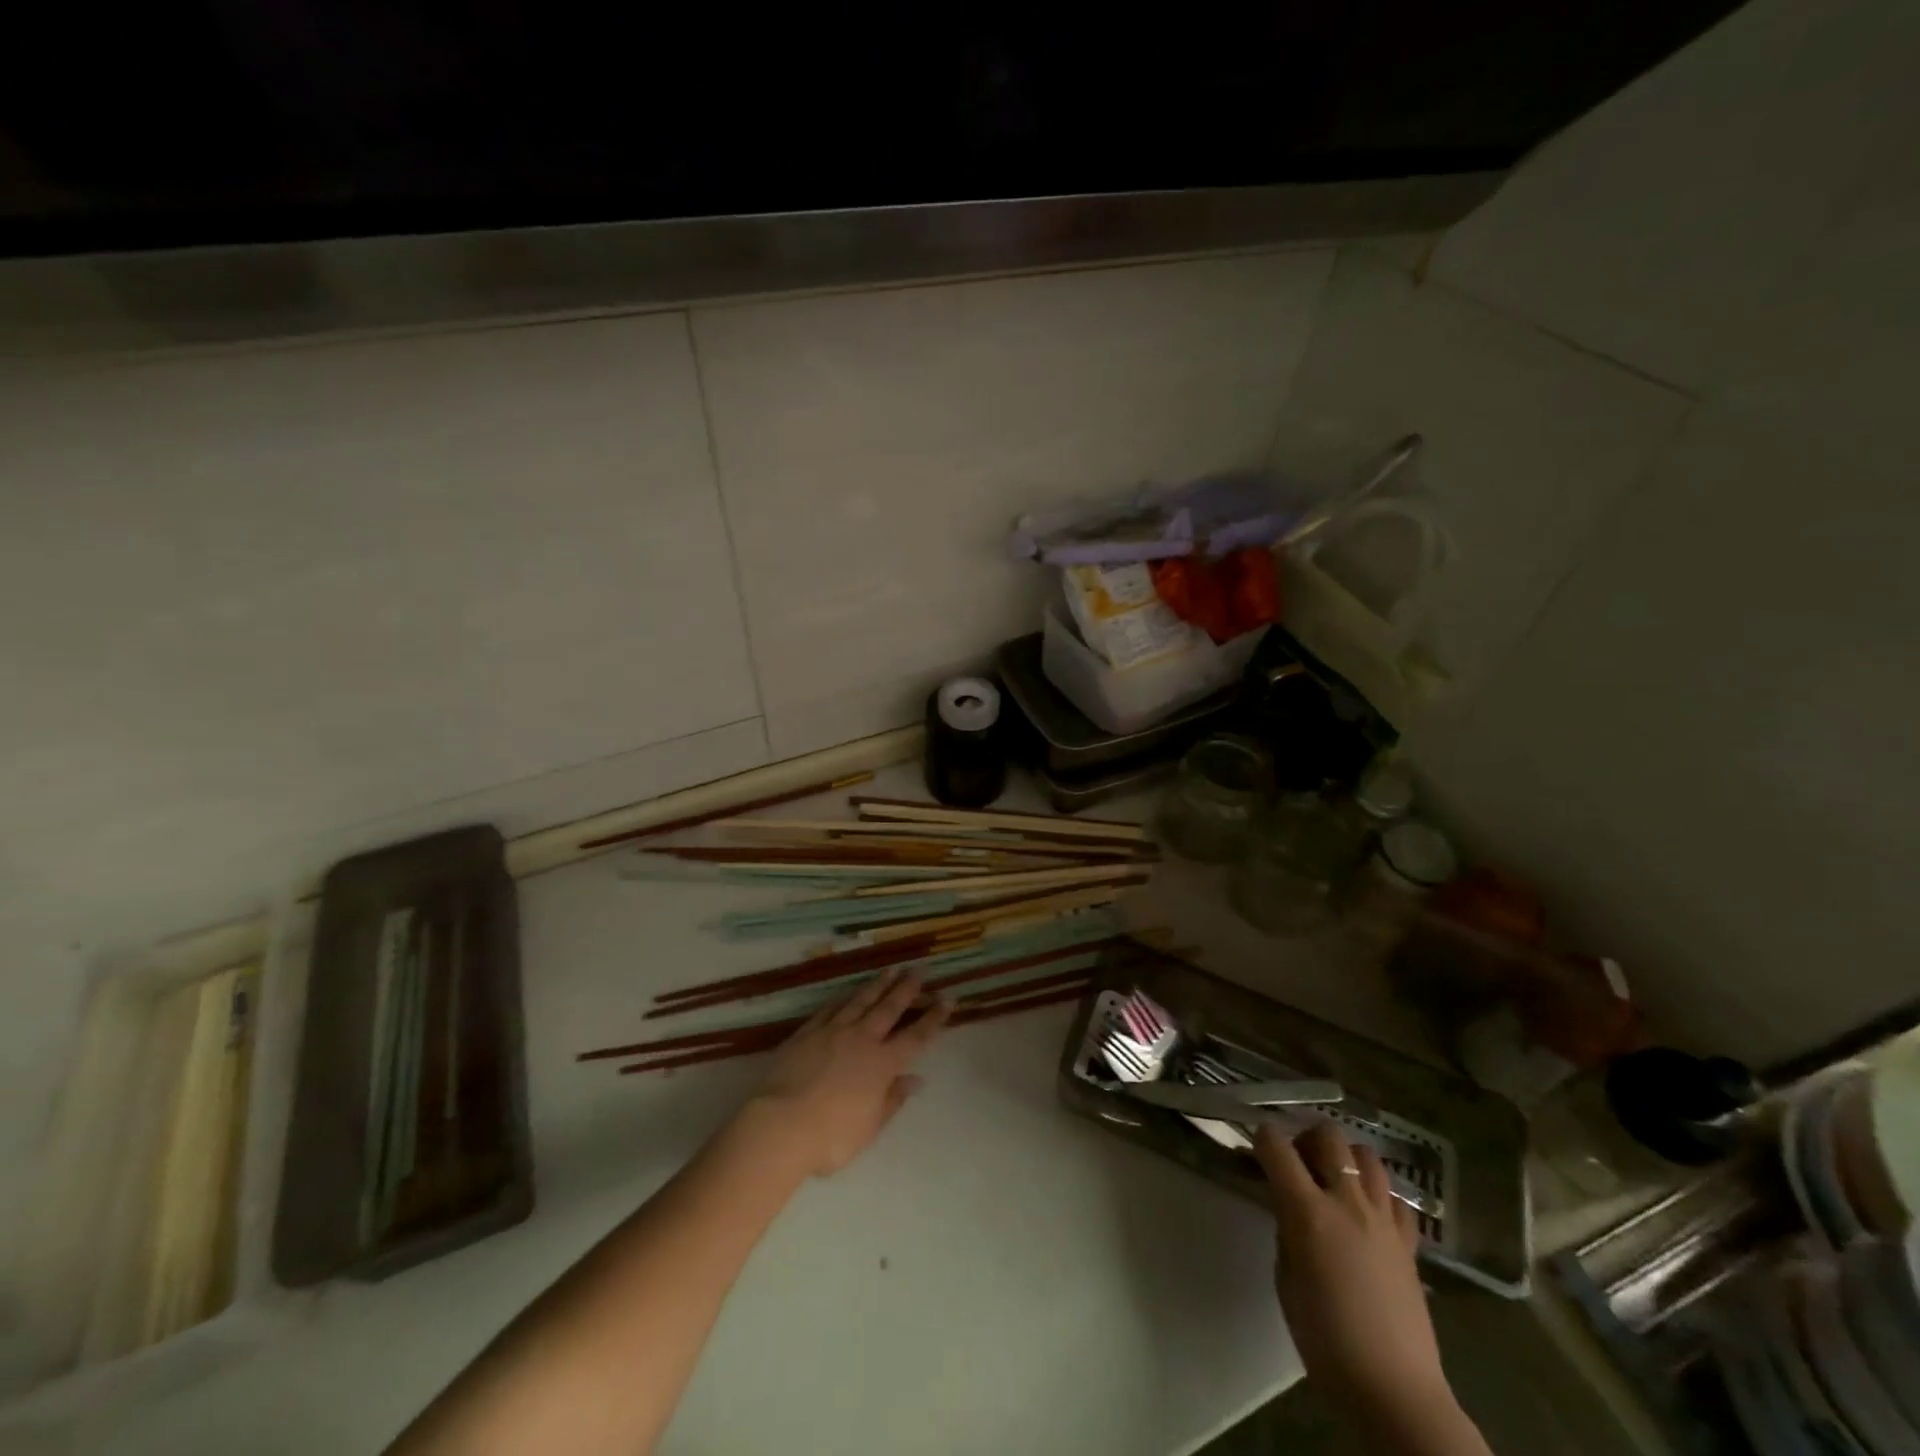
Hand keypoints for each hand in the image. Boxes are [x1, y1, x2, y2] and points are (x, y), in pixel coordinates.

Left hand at [746, 969, 949, 1177]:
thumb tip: (916, 1079)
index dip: (933, 1019)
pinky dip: (843, 998)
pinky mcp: (808, 1032)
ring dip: (878, 985)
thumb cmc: (831, 1136)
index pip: (915, 1037)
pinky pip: (831, 1009)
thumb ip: (893, 1100)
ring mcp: (833, 1032)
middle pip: (889, 1009)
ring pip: (861, 1001)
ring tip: (890, 970)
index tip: (947, 1000)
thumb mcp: (870, 1127)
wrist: (782, 1125)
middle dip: (906, 989)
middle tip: (919, 970)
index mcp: (882, 1065)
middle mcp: (862, 1040)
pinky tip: (848, 991)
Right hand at [1254, 1122, 1459, 1441]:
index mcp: (1308, 1211)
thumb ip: (1287, 1231)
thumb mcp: (1286, 1280)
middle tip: (1299, 1162)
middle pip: (1329, 1135)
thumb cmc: (1325, 1340)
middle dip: (1307, 1138)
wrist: (1394, 1390)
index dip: (1262, 1138)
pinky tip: (1369, 1213)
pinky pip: (1395, 1196)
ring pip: (1367, 1155)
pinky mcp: (1409, 1241)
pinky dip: (1378, 1193)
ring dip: (1346, 1158)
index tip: (1257, 1149)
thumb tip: (1289, 1208)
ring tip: (1336, 1181)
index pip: (1276, 1146)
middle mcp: (1347, 1202)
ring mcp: (1383, 1219)